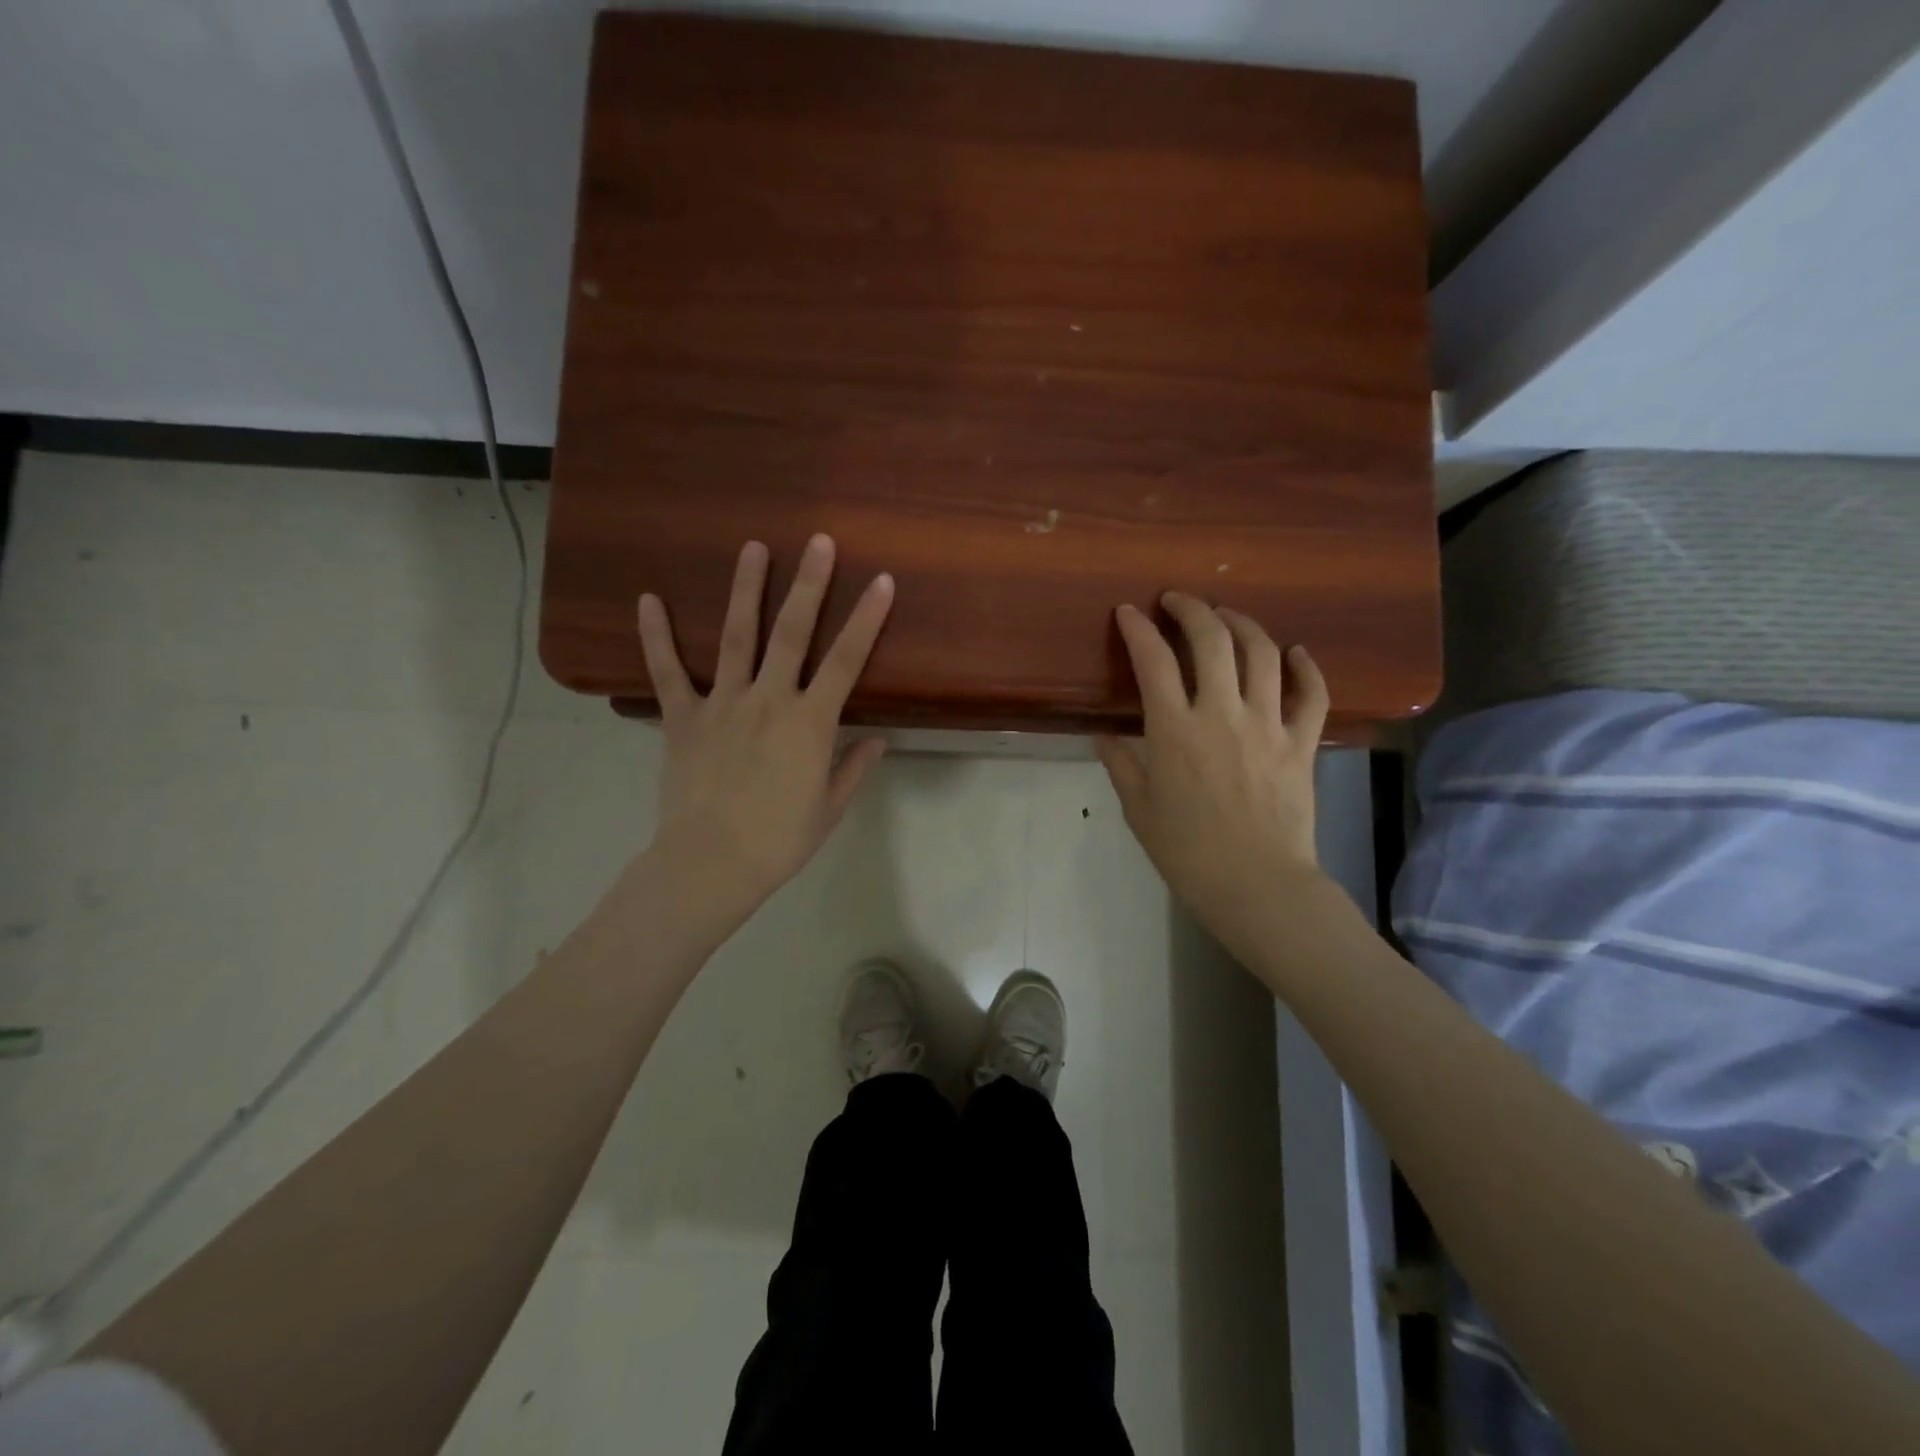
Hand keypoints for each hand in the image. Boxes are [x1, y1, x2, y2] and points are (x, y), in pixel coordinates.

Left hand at [637, 535, 893, 927]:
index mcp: (810, 722)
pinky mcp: (682, 718)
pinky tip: (647, 599)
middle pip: (792, 632)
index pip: (847, 660)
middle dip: (808, 584)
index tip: (880, 581)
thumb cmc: (779, 841)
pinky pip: (667, 672)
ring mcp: (722, 704)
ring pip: (736, 637)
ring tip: (752, 547)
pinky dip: (656, 636)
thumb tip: (877, 741)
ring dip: (745, 589)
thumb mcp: (829, 808)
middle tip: (818, 541)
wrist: (711, 864)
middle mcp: (769, 700)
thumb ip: (852, 768)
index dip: (866, 619)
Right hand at [1097, 594, 1329, 946]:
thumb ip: (1120, 765)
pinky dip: (1306, 667)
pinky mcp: (1302, 743)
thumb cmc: (1187, 852)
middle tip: (1178, 601)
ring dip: (1242, 624)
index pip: (1153, 661)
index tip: (1128, 612)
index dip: (1138, 629)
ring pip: (1262, 653)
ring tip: (1226, 616)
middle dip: (1192, 609)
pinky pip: (1312, 694)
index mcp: (1174, 731)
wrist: (1257, 885)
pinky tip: (1295, 652)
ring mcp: (1268, 725)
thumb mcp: (1138, 809)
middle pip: (1212, 640)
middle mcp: (1222, 714)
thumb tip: (1106, 736)